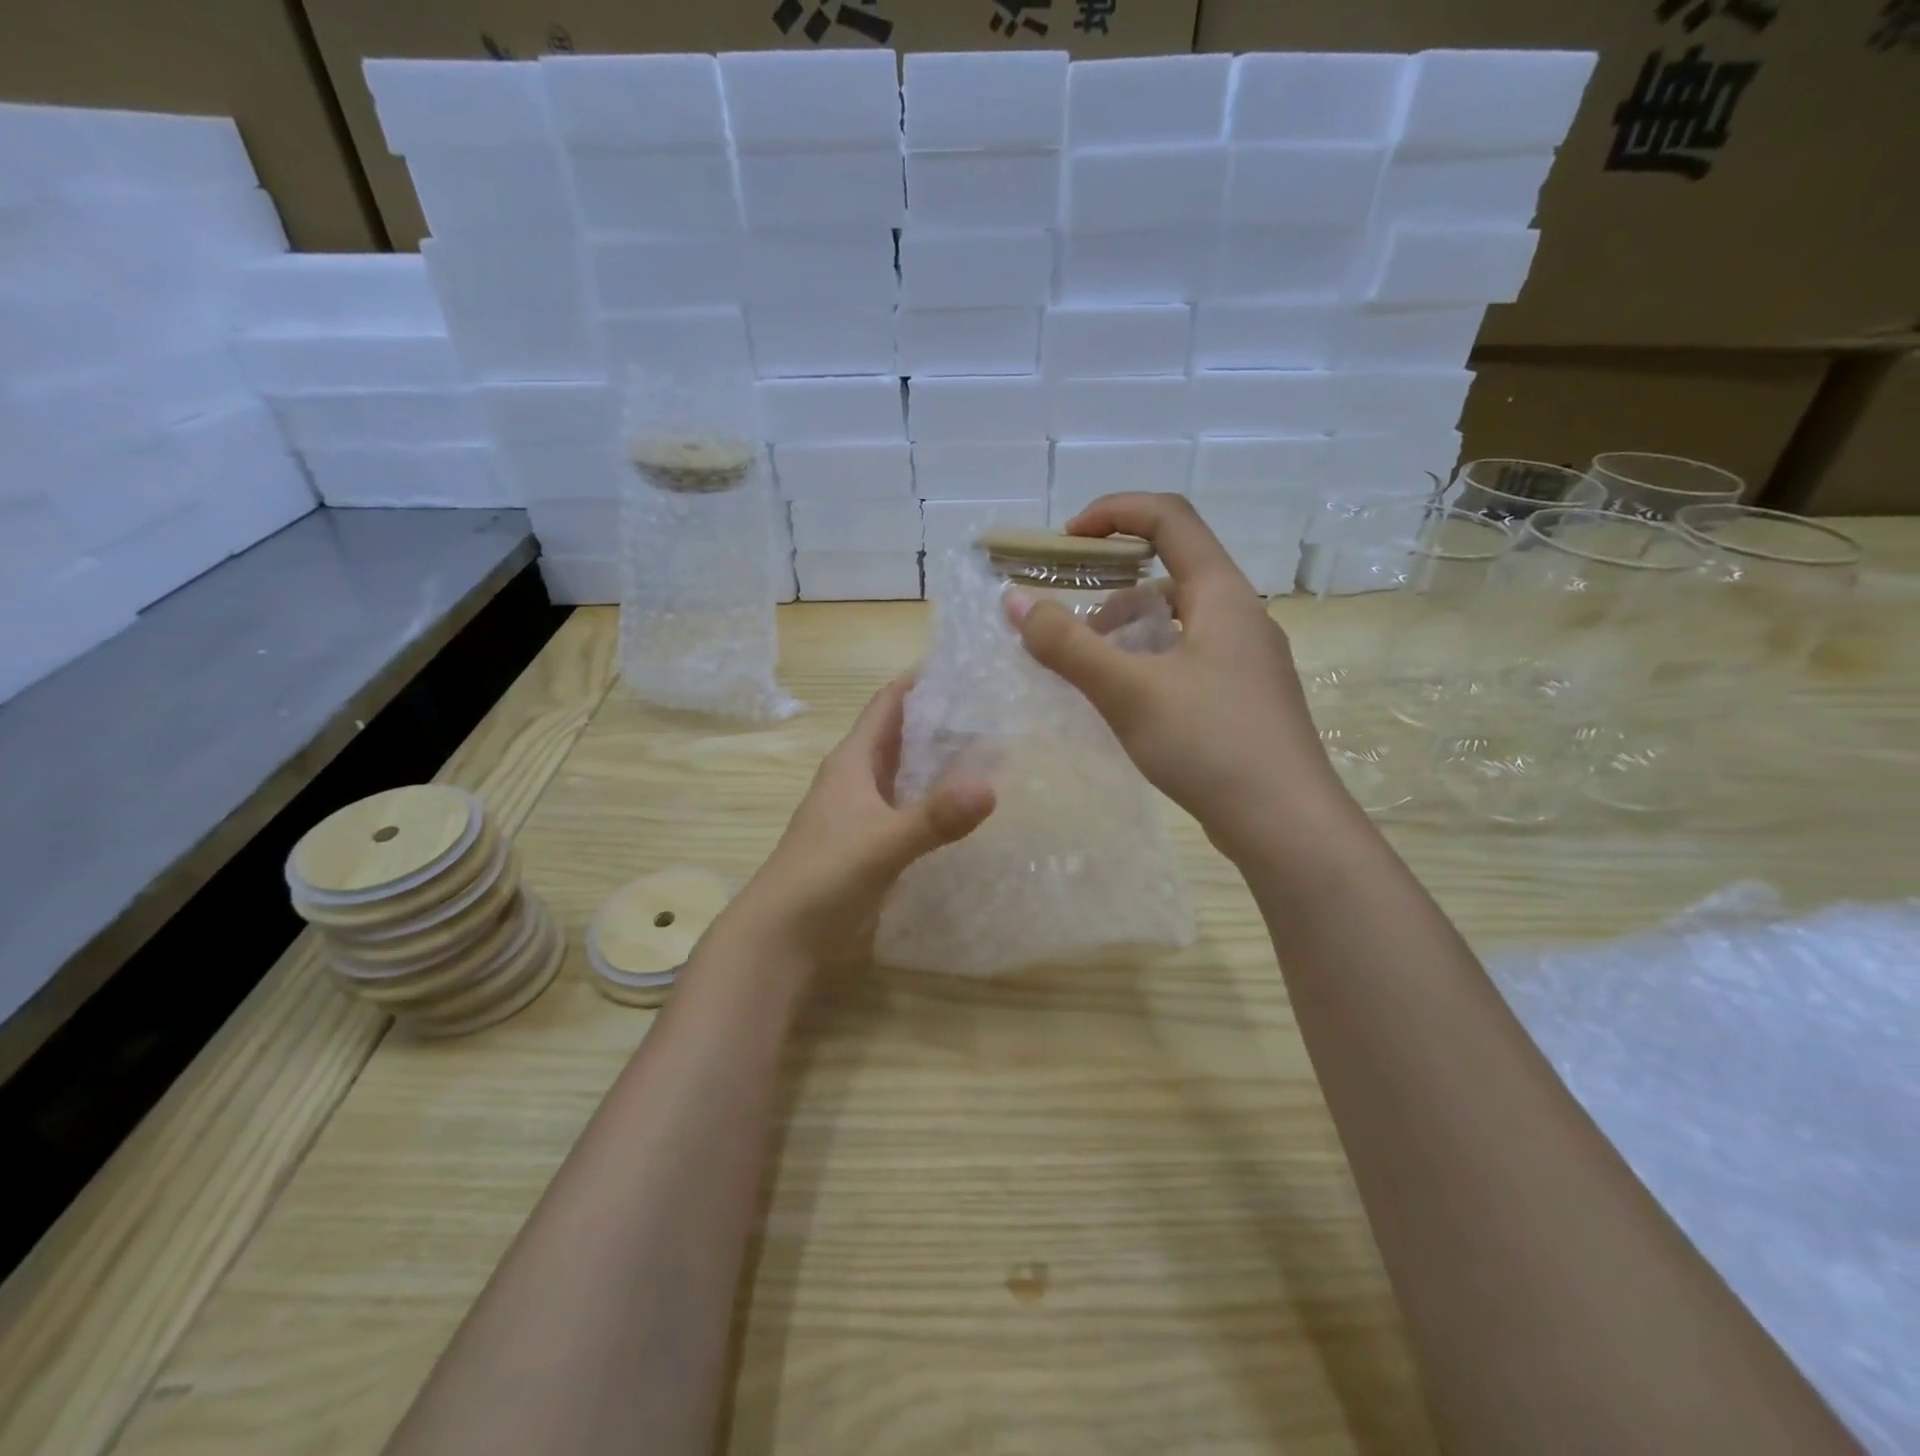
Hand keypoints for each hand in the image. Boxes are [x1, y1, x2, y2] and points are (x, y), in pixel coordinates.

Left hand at [727, 677, 994, 968]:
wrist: (781, 939)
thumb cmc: (823, 877)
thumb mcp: (882, 843)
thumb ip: (935, 818)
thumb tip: (991, 786)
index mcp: (853, 762)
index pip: (888, 703)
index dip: (921, 680)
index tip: (968, 663)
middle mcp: (857, 779)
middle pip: (902, 735)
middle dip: (942, 718)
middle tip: (998, 706)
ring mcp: (863, 813)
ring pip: (906, 772)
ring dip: (941, 760)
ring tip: (995, 747)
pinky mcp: (871, 844)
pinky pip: (909, 808)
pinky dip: (935, 800)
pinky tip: (968, 807)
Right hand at [1011, 493, 1346, 860]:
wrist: (1286, 825)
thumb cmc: (1209, 744)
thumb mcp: (1127, 690)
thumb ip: (1067, 644)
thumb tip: (1013, 600)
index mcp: (1222, 595)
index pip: (1169, 519)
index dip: (1114, 512)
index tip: (1065, 540)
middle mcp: (1241, 616)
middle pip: (1171, 572)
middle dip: (1110, 588)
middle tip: (1068, 625)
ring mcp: (1247, 660)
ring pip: (1178, 621)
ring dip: (1128, 632)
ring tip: (1090, 672)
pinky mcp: (1245, 698)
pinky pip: (1187, 658)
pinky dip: (1148, 663)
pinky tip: (1128, 703)